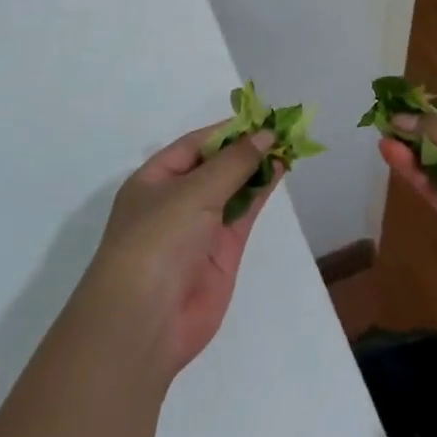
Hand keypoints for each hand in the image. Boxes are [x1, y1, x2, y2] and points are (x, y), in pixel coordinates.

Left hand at [85, 125, 278, 379]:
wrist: (146, 320)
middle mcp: (176, 200)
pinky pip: (244, 213)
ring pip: (234, 188)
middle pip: (216, 165)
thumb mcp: (193, 192)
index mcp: (154, 180)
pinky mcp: (222, 251)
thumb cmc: (157, 241)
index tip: (262, 116)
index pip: (194, 145)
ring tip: (290, 145)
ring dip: (258, 168)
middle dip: (246, 148)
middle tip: (284, 129)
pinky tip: (280, 171)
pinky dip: (261, 192)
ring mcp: (200, 227)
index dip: (227, 130)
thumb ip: (234, 163)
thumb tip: (266, 134)